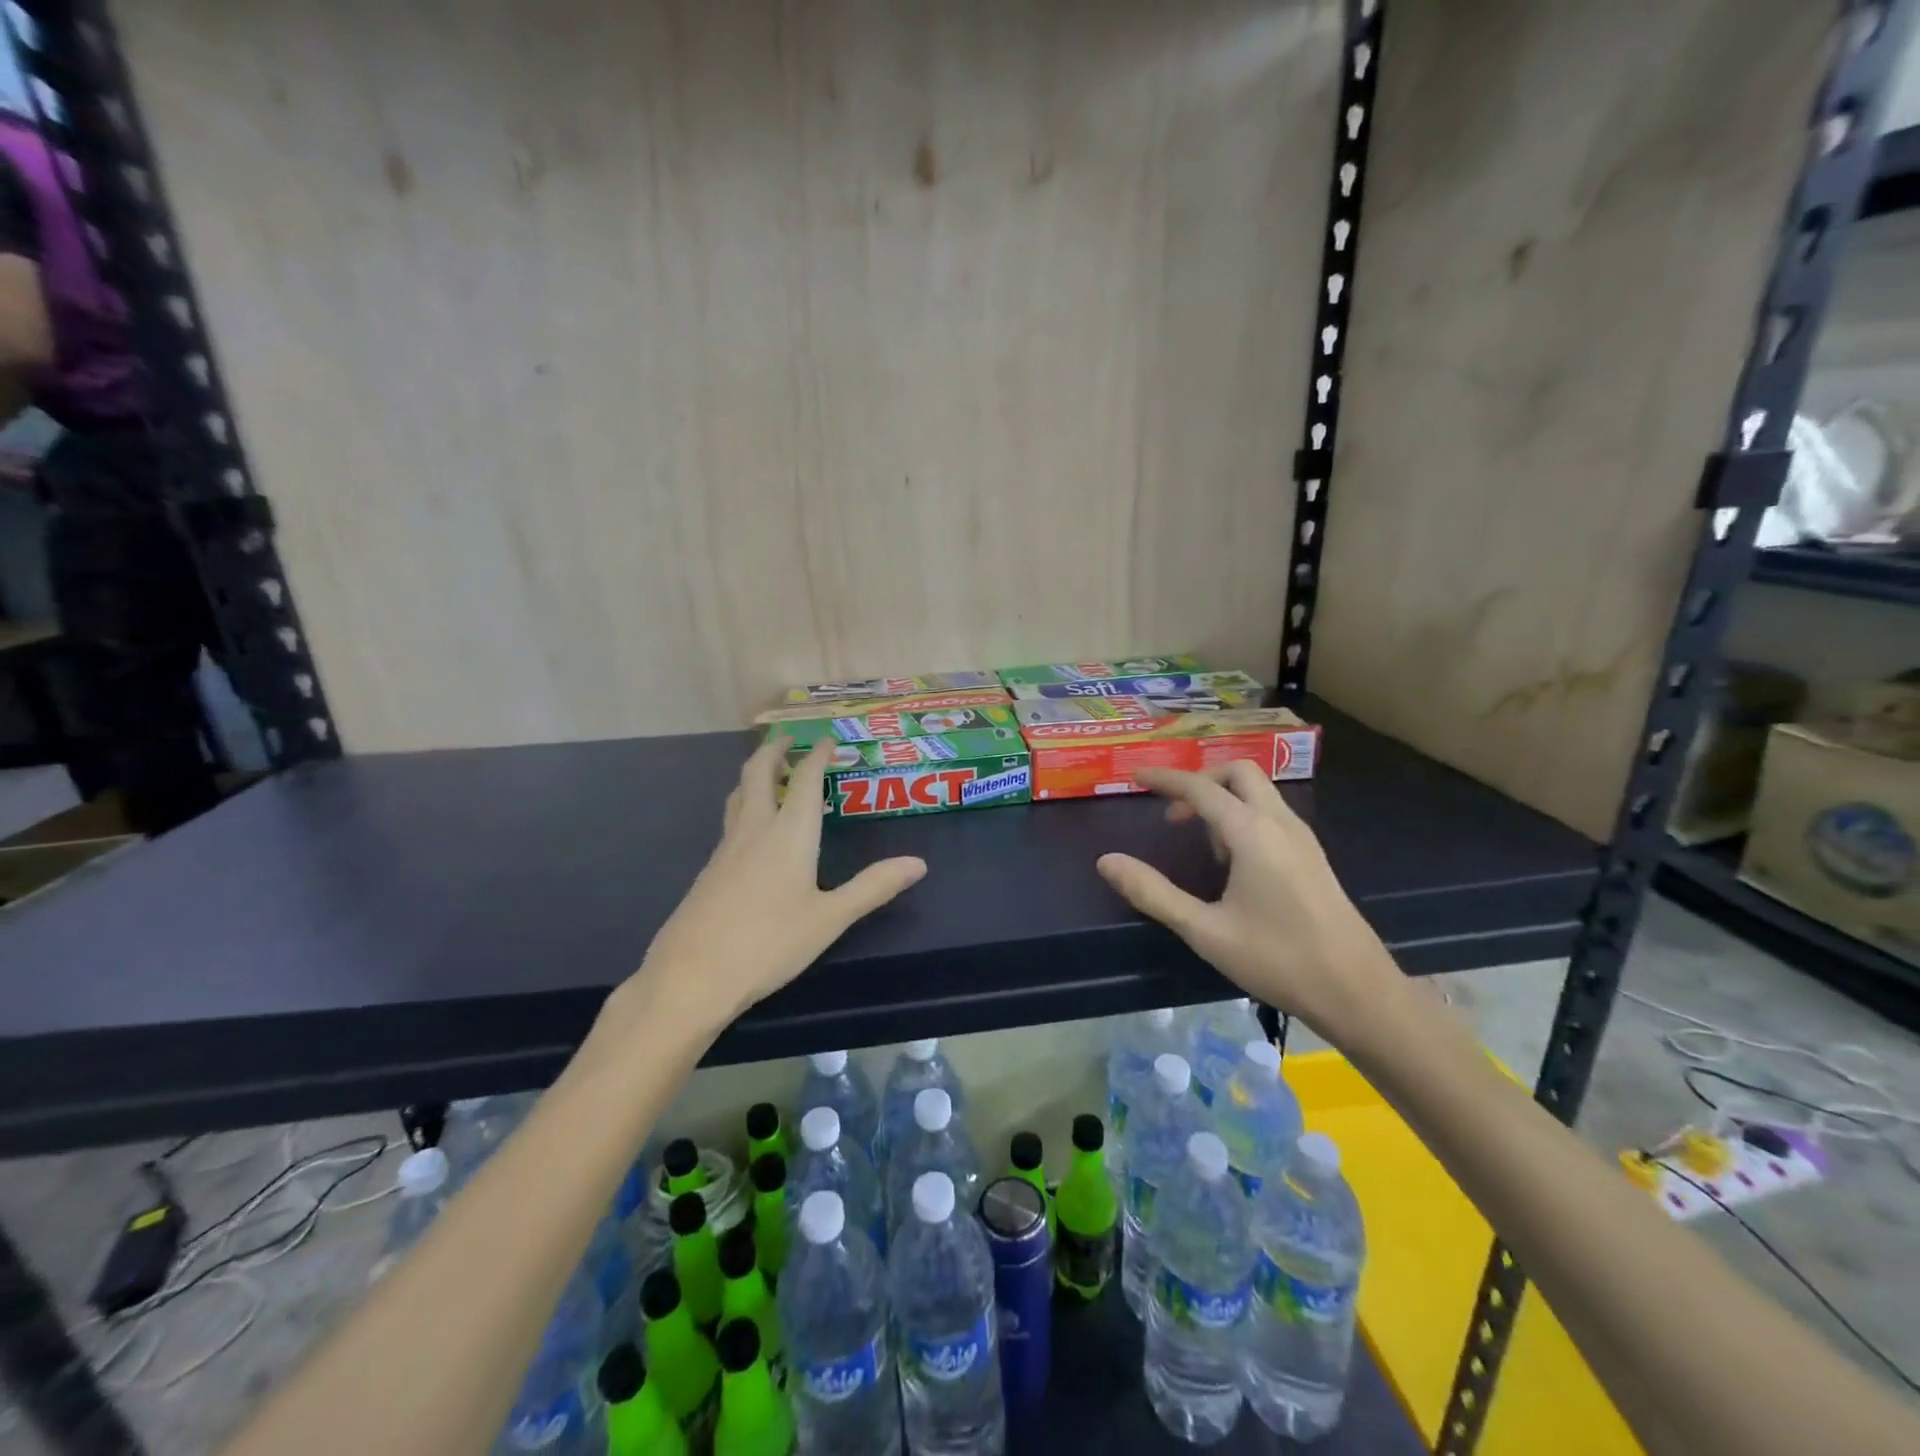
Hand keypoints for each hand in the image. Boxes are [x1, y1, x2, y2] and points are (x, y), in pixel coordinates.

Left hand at [598, 738, 926, 1047]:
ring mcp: (725, 850)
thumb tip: (919, 863)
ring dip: (755, 775)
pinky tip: (751, 830)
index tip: (827, 740)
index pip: (805, 781)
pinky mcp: (709, 871)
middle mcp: (754, 830)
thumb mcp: (829, 918)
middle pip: (758, 774)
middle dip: (774, 751)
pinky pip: (730, 822)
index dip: (817, 756)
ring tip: (769, 773)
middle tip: (789, 739)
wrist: (691, 976)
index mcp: (788, 834)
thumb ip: (873, 887)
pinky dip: (744, 805)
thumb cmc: (768, 943)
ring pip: (738, 796)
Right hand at [1096, 761, 1397, 1042]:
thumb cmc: (1277, 959)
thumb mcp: (1205, 930)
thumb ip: (1153, 893)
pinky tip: (1234, 862)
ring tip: (1200, 843)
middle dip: (1201, 781)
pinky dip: (1244, 816)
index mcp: (1252, 833)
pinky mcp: (1313, 857)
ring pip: (1259, 792)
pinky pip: (1272, 814)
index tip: (1135, 777)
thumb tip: (1106, 861)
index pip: (1201, 788)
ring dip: (1224, 800)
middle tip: (1173, 813)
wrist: (1358, 992)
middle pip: (1238, 773)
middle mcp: (1280, 823)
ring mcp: (1302, 838)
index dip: (1165, 779)